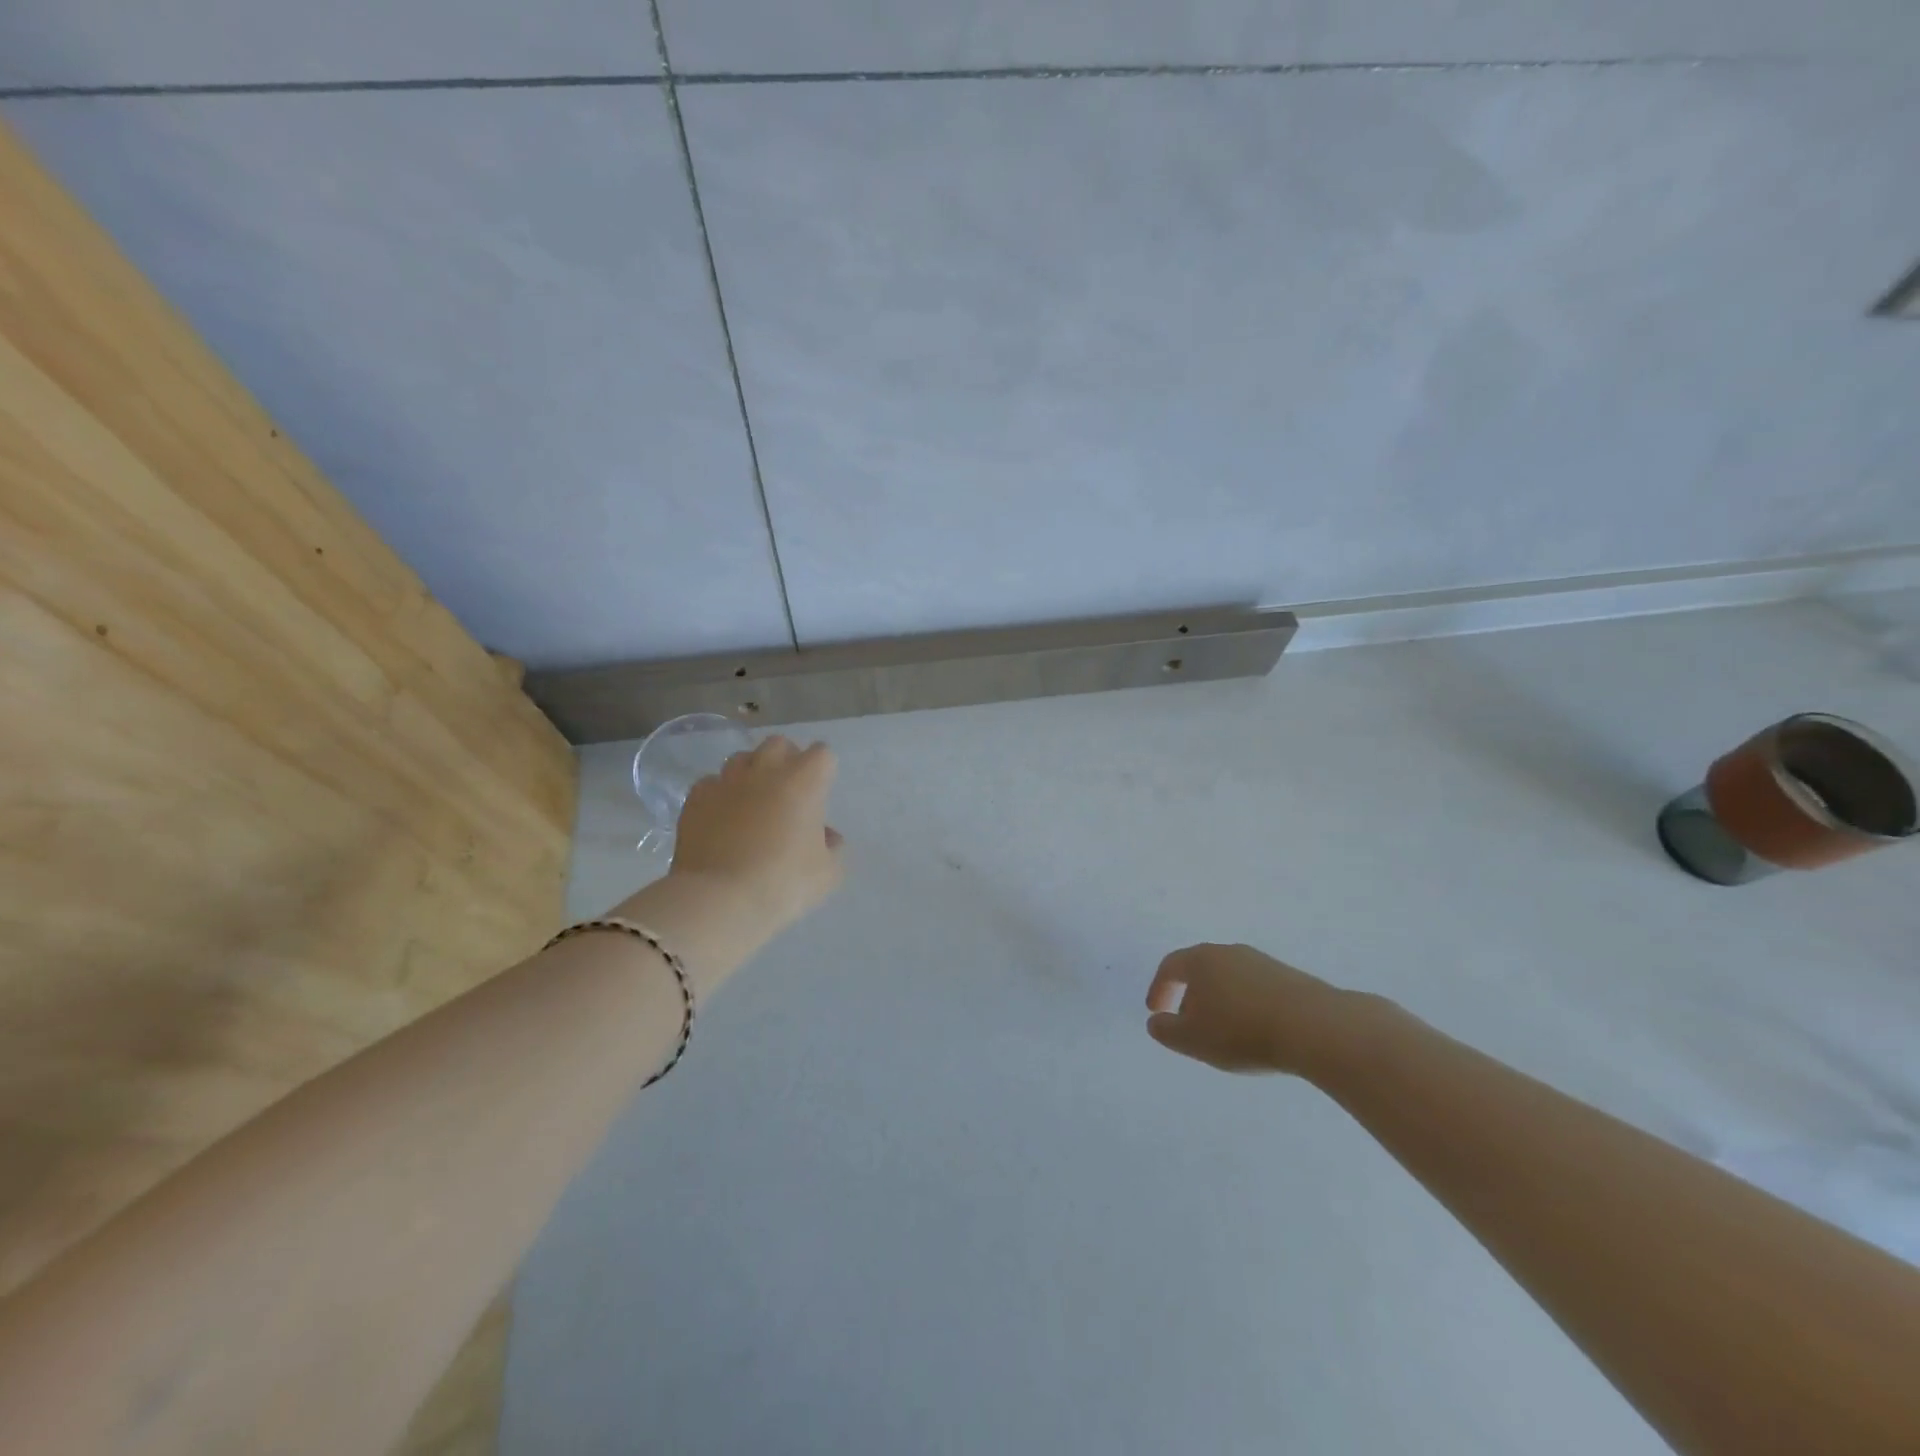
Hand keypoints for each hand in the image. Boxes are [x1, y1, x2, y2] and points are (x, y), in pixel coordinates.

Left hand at [670, 737, 845, 936]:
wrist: (720, 899)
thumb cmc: (783, 883)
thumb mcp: (827, 874)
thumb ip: (832, 848)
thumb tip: (825, 836)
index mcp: (804, 782)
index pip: (822, 754)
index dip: (823, 771)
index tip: (820, 793)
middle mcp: (765, 771)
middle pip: (779, 744)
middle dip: (786, 759)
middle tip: (787, 791)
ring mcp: (727, 781)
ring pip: (741, 759)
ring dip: (751, 773)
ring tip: (752, 801)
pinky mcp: (696, 798)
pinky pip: (711, 784)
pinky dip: (719, 795)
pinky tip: (721, 818)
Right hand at [1145, 943, 1353, 1074]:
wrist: (1314, 1027)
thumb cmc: (1241, 1031)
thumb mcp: (1192, 1039)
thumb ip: (1166, 1031)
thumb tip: (1156, 1022)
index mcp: (1201, 960)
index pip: (1170, 967)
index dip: (1159, 988)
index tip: (1156, 1011)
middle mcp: (1229, 952)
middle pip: (1201, 969)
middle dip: (1190, 995)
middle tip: (1189, 1023)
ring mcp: (1262, 962)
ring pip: (1230, 978)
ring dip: (1220, 1001)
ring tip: (1224, 1032)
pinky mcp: (1290, 977)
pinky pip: (1255, 989)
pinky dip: (1246, 1006)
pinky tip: (1255, 1031)